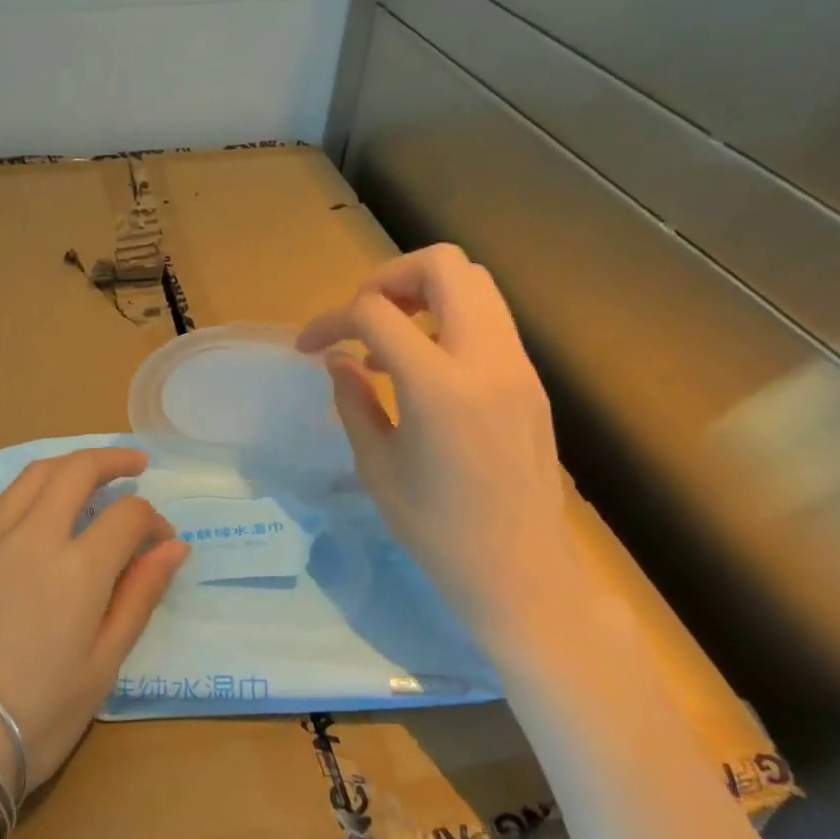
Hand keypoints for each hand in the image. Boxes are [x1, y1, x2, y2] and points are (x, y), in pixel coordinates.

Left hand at [0, 448, 187, 799]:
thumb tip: (174, 547)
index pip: (128, 516)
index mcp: (78, 567)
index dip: (153, 521)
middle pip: (78, 471)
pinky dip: (28, 489)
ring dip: (69, 465)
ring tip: (88, 475)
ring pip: (34, 475)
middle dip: (113, 460)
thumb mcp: (102, 666)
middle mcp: (34, 535)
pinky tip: (34, 505)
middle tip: (135, 465)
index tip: (161, 542)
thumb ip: (139, 597)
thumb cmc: (36, 714)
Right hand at [296, 244, 573, 633]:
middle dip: (389, 277)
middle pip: (444, 265)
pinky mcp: (530, 380)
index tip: (310, 346)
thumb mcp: (376, 465)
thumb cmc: (437, 529)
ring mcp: (517, 365)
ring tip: (389, 338)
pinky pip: (489, 319)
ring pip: (475, 284)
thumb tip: (338, 359)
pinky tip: (422, 366)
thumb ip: (352, 399)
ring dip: (423, 293)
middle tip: (360, 316)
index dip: (332, 319)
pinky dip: (448, 319)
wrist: (521, 572)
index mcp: (438, 385)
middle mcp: (485, 359)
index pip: (376, 311)